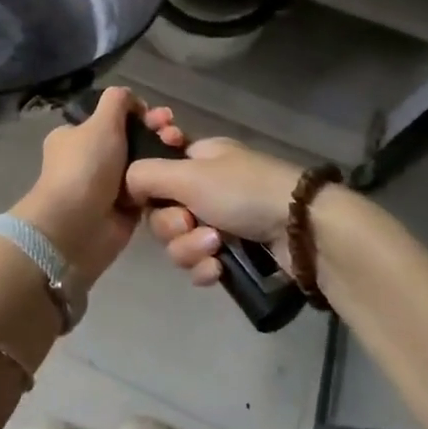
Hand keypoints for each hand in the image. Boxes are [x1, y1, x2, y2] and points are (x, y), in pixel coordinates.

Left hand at [9, 87, 184, 283]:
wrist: (77, 227)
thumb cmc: (85, 168)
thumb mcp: (99, 123)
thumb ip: (116, 102)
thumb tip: (131, 98)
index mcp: (76, 135)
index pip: (112, 117)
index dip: (138, 112)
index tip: (159, 115)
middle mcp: (91, 158)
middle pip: (131, 138)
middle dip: (155, 132)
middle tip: (175, 133)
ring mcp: (108, 184)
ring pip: (143, 164)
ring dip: (162, 156)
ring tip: (181, 151)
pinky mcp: (125, 209)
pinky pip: (149, 190)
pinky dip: (163, 184)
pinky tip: (180, 176)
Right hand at [126, 136, 302, 286]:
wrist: (301, 229)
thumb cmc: (241, 190)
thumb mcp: (188, 174)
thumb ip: (146, 175)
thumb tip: (126, 183)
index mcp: (198, 158)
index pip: (155, 171)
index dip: (149, 188)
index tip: (150, 197)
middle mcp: (207, 187)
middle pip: (162, 212)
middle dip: (172, 226)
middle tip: (191, 224)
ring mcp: (222, 220)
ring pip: (180, 242)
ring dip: (190, 248)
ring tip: (215, 248)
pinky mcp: (235, 252)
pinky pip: (201, 263)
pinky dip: (206, 268)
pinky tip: (219, 270)